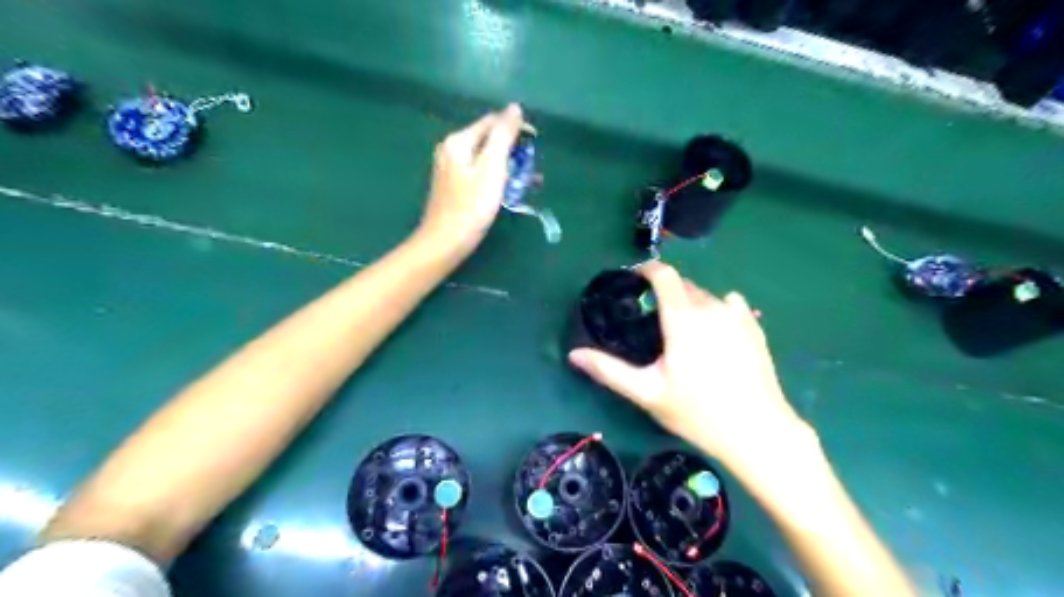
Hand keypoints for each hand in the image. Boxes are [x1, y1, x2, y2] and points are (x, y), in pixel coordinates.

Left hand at [421, 103, 525, 251]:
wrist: (445, 242)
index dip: (515, 128)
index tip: (536, 144)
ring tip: (527, 182)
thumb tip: (514, 108)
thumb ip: (503, 136)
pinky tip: (509, 191)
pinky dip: (496, 178)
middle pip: (488, 139)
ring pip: (486, 158)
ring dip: (508, 166)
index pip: (492, 122)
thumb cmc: (471, 206)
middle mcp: (451, 150)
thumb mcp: (492, 168)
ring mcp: (450, 169)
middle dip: (513, 150)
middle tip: (532, 168)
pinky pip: (480, 173)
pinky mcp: (454, 187)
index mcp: (458, 141)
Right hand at [570, 261, 811, 474]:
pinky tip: (714, 333)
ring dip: (690, 302)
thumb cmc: (697, 412)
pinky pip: (730, 304)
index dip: (647, 270)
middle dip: (666, 292)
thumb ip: (609, 370)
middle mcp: (711, 307)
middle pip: (684, 284)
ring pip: (706, 295)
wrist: (757, 431)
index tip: (635, 279)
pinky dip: (716, 308)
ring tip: (683, 330)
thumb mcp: (647, 392)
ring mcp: (737, 316)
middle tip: (653, 319)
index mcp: (683, 318)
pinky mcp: (755, 327)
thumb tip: (574, 354)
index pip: (664, 275)